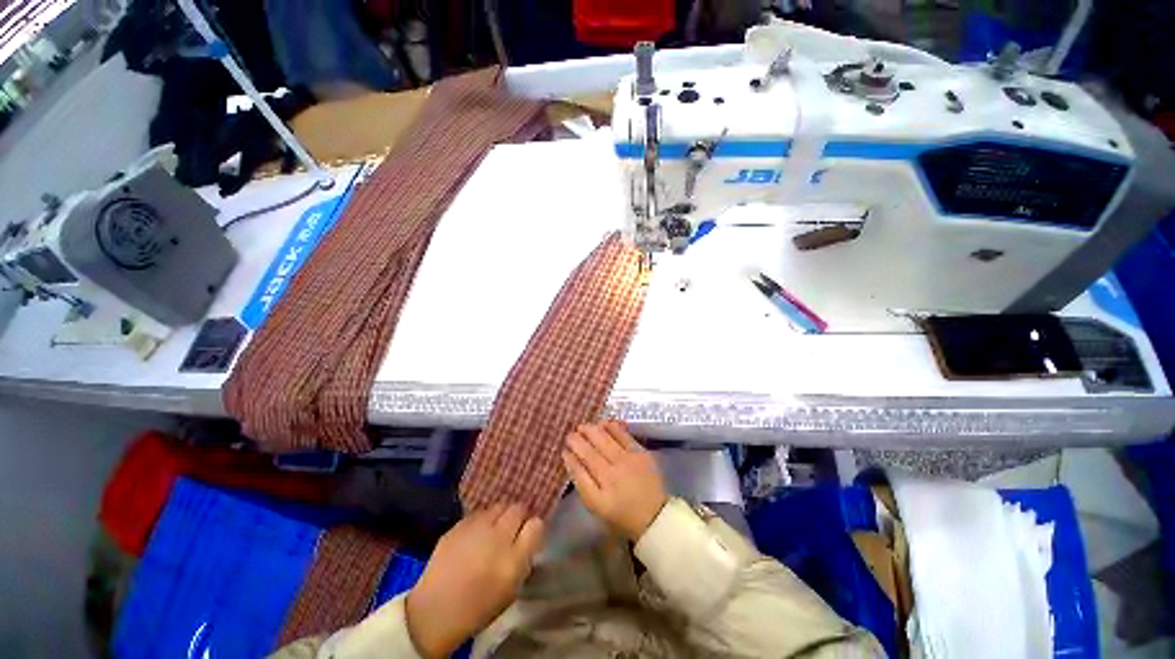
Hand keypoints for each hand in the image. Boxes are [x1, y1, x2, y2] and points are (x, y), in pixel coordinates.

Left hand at [405, 503, 543, 656]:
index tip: (530, 533)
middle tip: (514, 528)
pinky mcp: (458, 525)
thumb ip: (524, 558)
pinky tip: (477, 534)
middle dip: (519, 515)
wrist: (434, 613)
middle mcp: (497, 538)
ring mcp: (475, 528)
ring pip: (499, 505)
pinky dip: (483, 520)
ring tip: (496, 528)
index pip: (536, 525)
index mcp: (513, 560)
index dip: (534, 527)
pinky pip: (479, 512)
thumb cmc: (478, 607)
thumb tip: (530, 534)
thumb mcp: (511, 589)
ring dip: (501, 515)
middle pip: (518, 508)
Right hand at [563, 421, 667, 540]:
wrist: (655, 515)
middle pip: (590, 453)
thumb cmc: (621, 514)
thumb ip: (582, 482)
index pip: (579, 471)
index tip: (564, 449)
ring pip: (605, 440)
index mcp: (600, 495)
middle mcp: (613, 475)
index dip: (570, 457)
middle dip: (577, 440)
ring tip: (583, 427)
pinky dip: (611, 427)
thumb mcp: (596, 506)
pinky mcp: (640, 453)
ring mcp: (628, 461)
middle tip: (570, 434)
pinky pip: (623, 435)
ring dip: (591, 431)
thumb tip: (569, 457)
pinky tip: (603, 424)